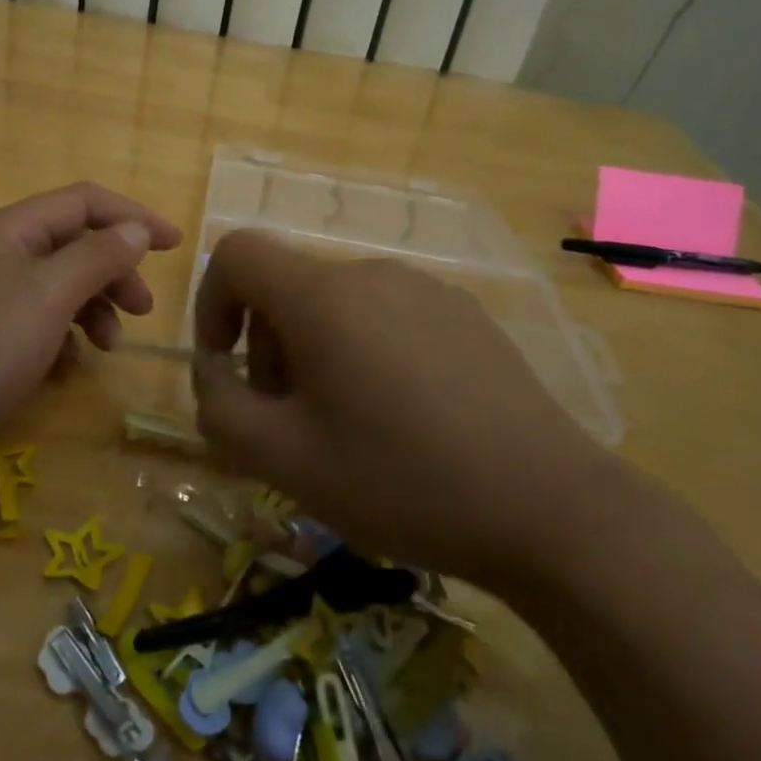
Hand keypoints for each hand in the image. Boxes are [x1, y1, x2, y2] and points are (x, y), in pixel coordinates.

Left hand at [0, 184, 181, 494]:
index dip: (133, 217)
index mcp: (12, 229)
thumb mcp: (48, 295)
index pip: (85, 202)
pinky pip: (40, 320)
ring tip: (109, 346)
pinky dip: (64, 334)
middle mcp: (0, 252)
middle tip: (143, 310)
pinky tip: (68, 363)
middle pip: (75, 244)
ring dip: (94, 307)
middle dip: (115, 271)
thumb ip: (97, 257)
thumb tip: (135, 230)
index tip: (175, 245)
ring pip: (61, 285)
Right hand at [190, 231, 623, 583]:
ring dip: (316, 353)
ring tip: (348, 426)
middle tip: (290, 421)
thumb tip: (213, 370)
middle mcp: (373, 273)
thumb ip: (220, 407)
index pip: (237, 253)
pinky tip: (404, 418)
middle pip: (288, 287)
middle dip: (268, 346)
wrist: (548, 508)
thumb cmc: (400, 481)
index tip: (226, 364)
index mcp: (323, 296)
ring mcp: (426, 289)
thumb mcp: (283, 460)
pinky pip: (387, 317)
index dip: (211, 301)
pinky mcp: (465, 314)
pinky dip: (365, 352)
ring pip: (337, 305)